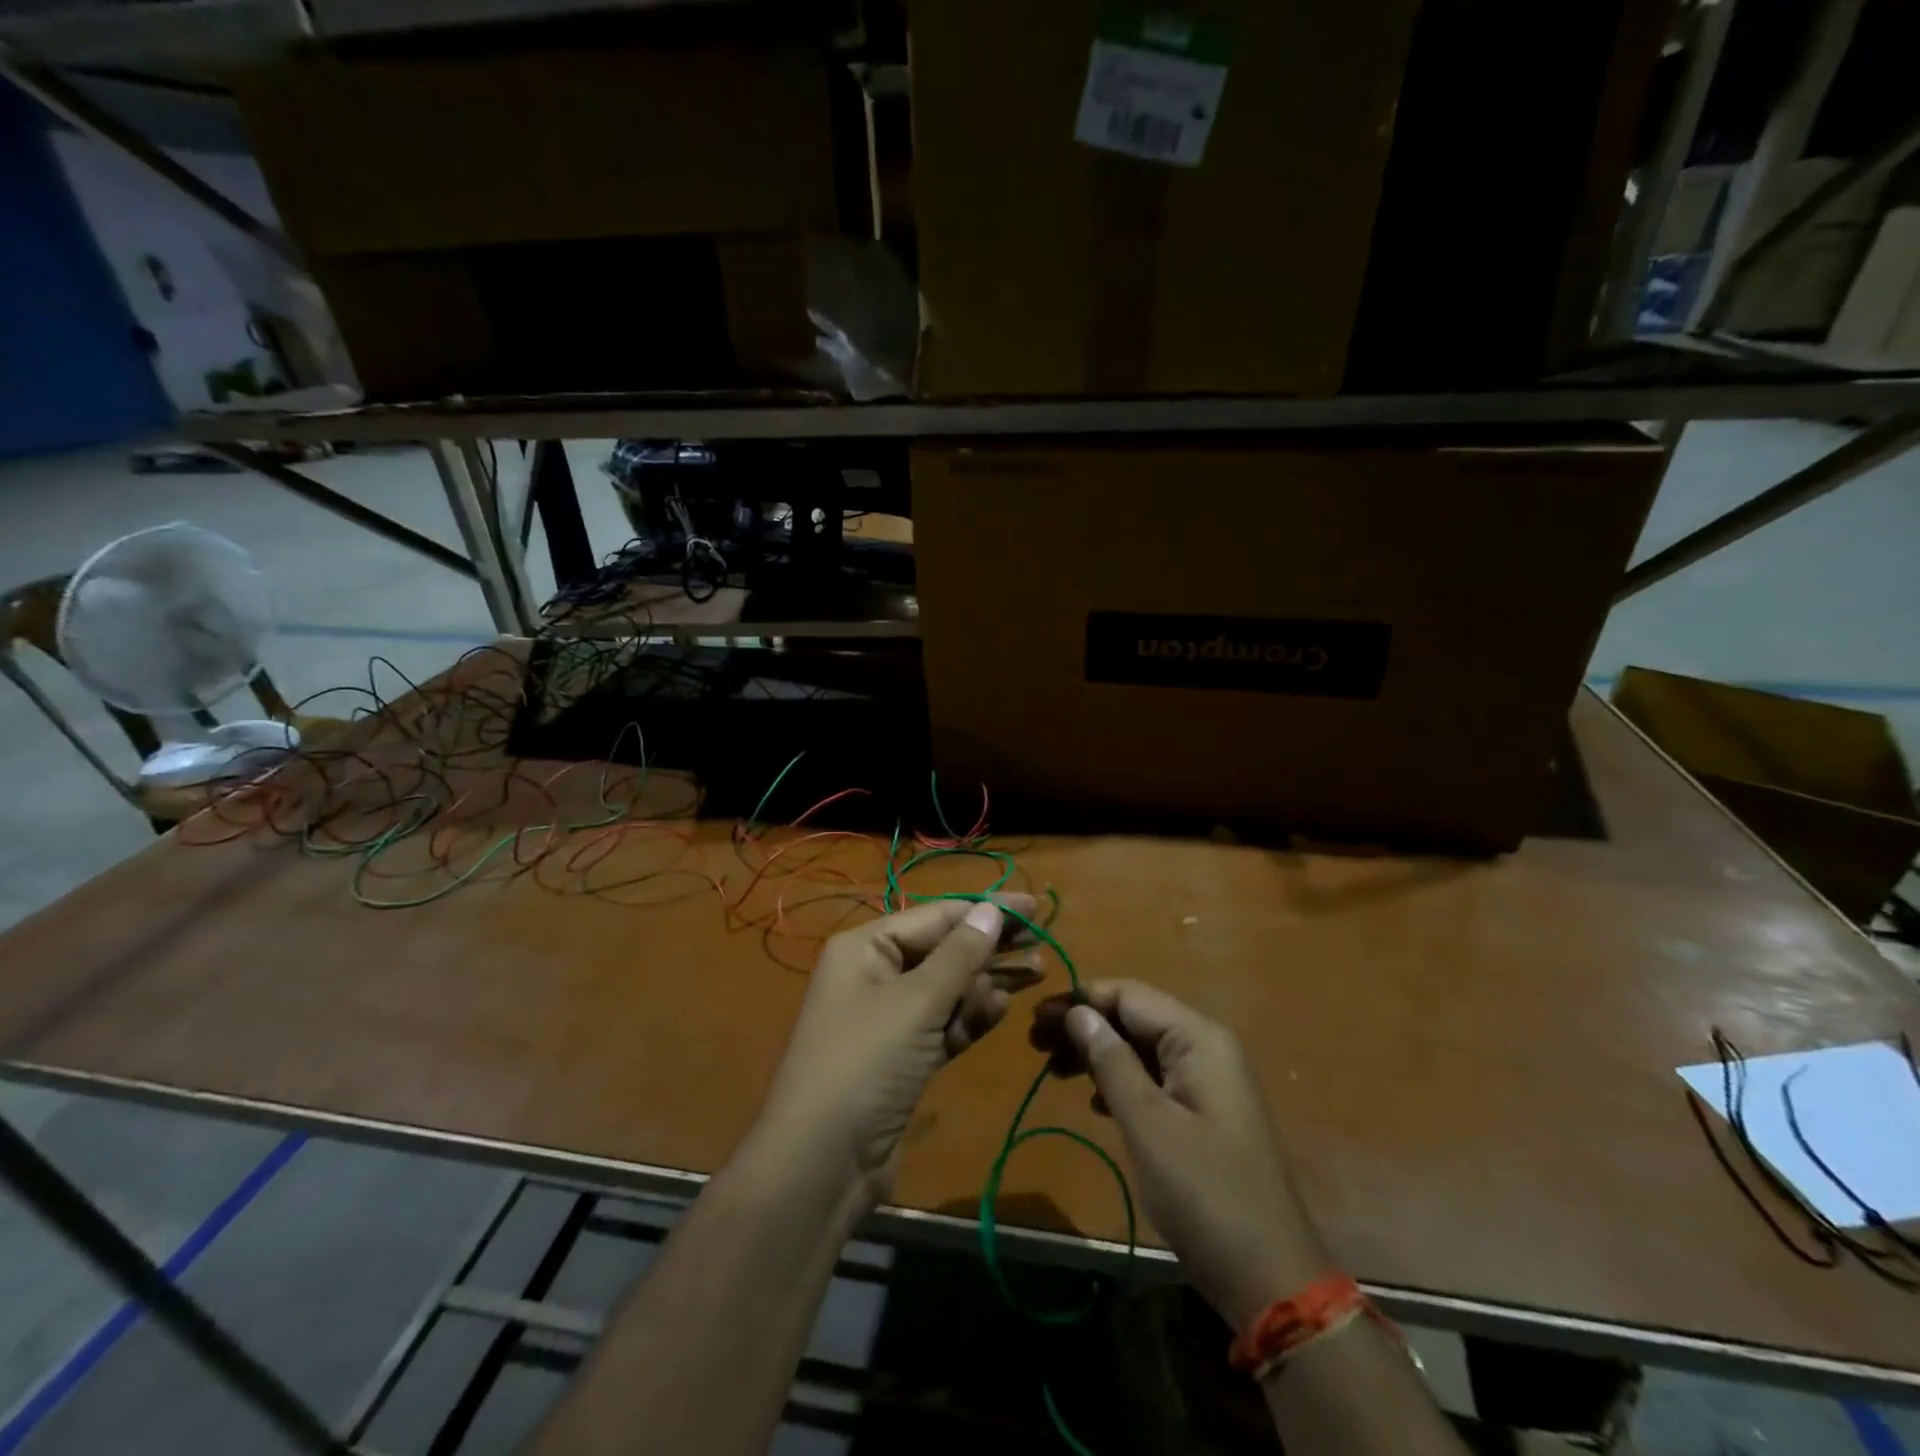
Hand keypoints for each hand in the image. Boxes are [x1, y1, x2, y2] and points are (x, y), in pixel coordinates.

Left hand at [759, 895, 1037, 1207]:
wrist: (822, 1164)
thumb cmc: (866, 1065)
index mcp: (866, 947)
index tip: (1033, 907)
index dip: (985, 909)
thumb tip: (991, 910)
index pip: (936, 916)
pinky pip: (944, 1023)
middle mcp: (875, 974)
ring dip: (987, 981)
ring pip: (948, 987)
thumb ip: (960, 955)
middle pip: (943, 949)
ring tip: (1036, 974)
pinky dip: (971, 1015)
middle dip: (990, 946)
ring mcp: (888, 1018)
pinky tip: (1002, 1007)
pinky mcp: (903, 1056)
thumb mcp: (917, 1003)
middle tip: (1041, 944)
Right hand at [1031, 980, 1330, 1329]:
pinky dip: (1119, 1080)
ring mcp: (1208, 1080)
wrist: (1270, 1278)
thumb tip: (1077, 1012)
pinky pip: (1153, 1077)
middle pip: (1134, 1016)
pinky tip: (1094, 1102)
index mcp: (1198, 1038)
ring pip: (1141, 1047)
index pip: (1129, 994)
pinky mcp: (1203, 1112)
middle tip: (1036, 1046)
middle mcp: (1206, 1047)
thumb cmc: (1204, 1193)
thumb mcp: (1148, 1124)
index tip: (1035, 1019)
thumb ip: (1111, 1062)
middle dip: (1085, 1025)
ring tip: (1054, 1071)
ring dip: (1097, 1053)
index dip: (1080, 999)